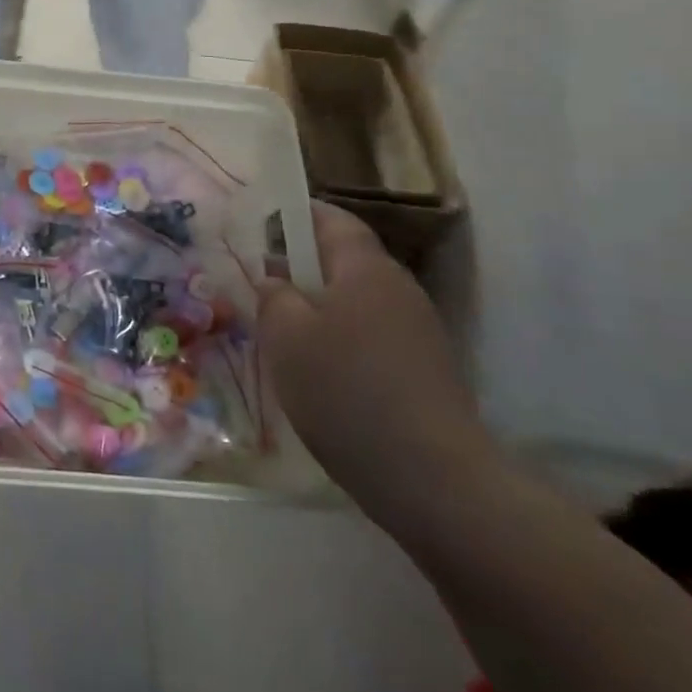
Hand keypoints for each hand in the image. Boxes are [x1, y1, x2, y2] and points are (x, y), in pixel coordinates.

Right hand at [257, 203, 496, 516]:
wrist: (430, 476)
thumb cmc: (344, 390)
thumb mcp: (285, 336)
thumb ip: (273, 295)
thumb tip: (275, 278)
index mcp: (366, 269)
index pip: (331, 219)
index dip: (296, 214)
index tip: (262, 224)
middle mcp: (398, 289)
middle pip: (345, 259)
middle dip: (302, 265)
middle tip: (261, 285)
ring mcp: (418, 330)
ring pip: (356, 300)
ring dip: (319, 306)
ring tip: (283, 332)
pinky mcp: (424, 368)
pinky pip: (371, 333)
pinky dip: (340, 338)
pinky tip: (318, 370)